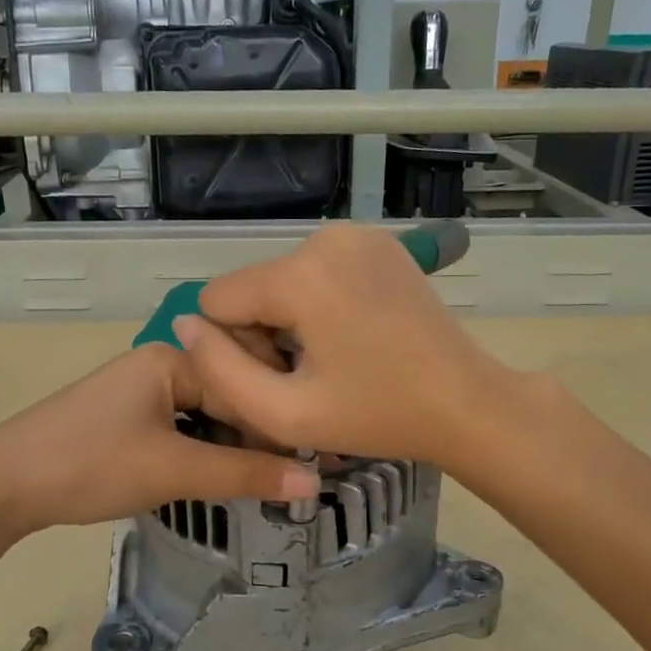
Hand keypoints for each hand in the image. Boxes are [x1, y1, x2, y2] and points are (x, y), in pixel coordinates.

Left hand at [0, 342, 319, 534]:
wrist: (0, 486)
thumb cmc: (89, 464)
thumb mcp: (173, 469)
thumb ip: (245, 474)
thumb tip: (314, 483)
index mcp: (173, 358)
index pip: (248, 383)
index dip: (281, 423)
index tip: (319, 461)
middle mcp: (161, 364)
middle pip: (230, 395)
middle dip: (262, 435)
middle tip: (299, 476)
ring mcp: (142, 392)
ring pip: (208, 416)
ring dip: (236, 446)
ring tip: (270, 481)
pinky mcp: (128, 420)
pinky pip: (184, 429)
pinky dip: (207, 451)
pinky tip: (224, 477)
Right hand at [172, 223, 518, 472]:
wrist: (466, 403)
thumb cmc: (377, 416)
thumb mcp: (284, 413)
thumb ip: (219, 371)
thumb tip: (184, 326)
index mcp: (301, 273)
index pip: (217, 299)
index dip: (234, 348)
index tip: (281, 380)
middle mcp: (325, 236)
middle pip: (252, 287)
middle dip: (264, 333)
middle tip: (308, 378)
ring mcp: (358, 234)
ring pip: (282, 280)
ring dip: (290, 320)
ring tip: (332, 360)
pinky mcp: (378, 243)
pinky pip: (317, 271)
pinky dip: (319, 303)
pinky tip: (351, 336)